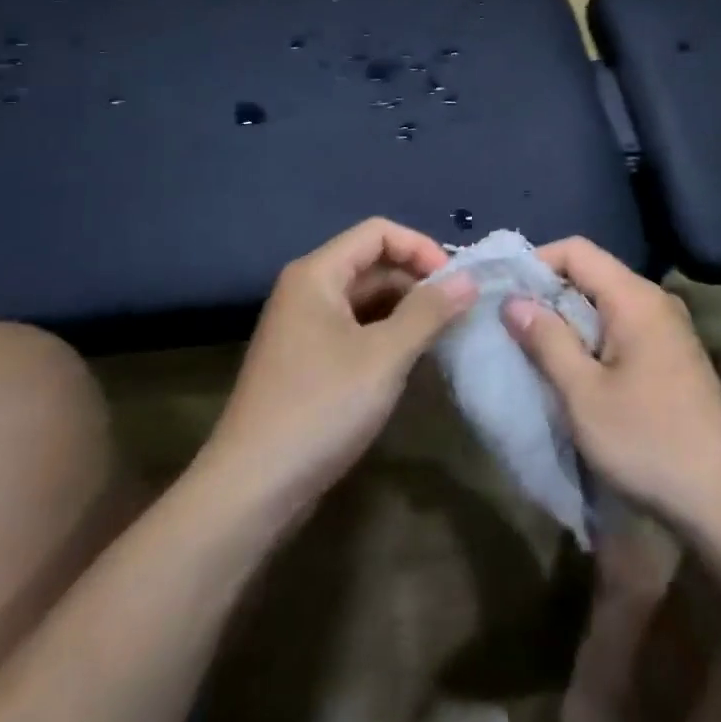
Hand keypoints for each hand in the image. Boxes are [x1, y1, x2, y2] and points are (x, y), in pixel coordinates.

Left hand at [205, 218, 473, 514]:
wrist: (251, 488)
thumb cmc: (321, 408)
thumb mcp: (385, 356)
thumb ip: (429, 312)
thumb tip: (469, 279)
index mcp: (317, 274)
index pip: (378, 232)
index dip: (420, 247)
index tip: (455, 281)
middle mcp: (307, 290)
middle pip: (372, 263)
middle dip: (417, 280)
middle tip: (458, 311)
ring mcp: (304, 327)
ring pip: (365, 299)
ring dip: (405, 309)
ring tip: (443, 335)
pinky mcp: (307, 360)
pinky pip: (354, 328)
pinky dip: (386, 334)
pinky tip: (412, 359)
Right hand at [503, 237, 720, 531]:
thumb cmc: (646, 441)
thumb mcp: (583, 394)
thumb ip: (547, 340)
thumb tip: (514, 300)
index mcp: (635, 298)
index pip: (577, 250)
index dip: (537, 262)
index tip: (506, 293)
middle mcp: (655, 301)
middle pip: (592, 273)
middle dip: (549, 293)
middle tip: (512, 325)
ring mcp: (668, 328)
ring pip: (606, 303)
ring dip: (569, 319)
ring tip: (535, 349)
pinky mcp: (672, 356)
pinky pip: (622, 327)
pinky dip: (592, 337)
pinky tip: (575, 370)